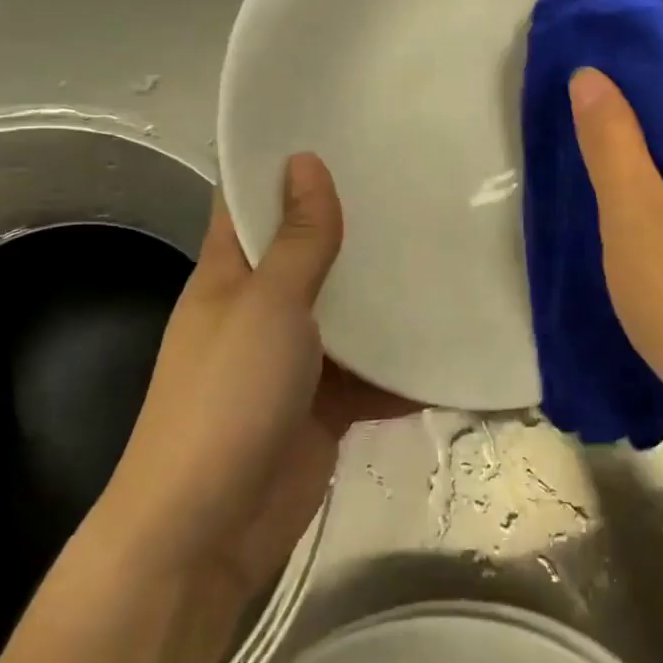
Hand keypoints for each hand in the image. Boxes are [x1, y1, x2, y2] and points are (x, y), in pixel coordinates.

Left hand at [98, 153, 412, 604]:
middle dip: (356, 224)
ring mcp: (295, 359)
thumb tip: (305, 161)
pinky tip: (454, 341)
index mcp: (231, 273)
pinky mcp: (326, 405)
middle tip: (420, 181)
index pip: (252, 200)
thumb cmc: (227, 399)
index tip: (343, 129)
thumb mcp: (267, 306)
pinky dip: (405, 366)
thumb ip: (297, 240)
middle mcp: (261, 308)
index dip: (286, 164)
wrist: (208, 533)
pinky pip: (372, 373)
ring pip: (348, 313)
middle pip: (311, 252)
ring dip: (388, 295)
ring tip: (451, 247)